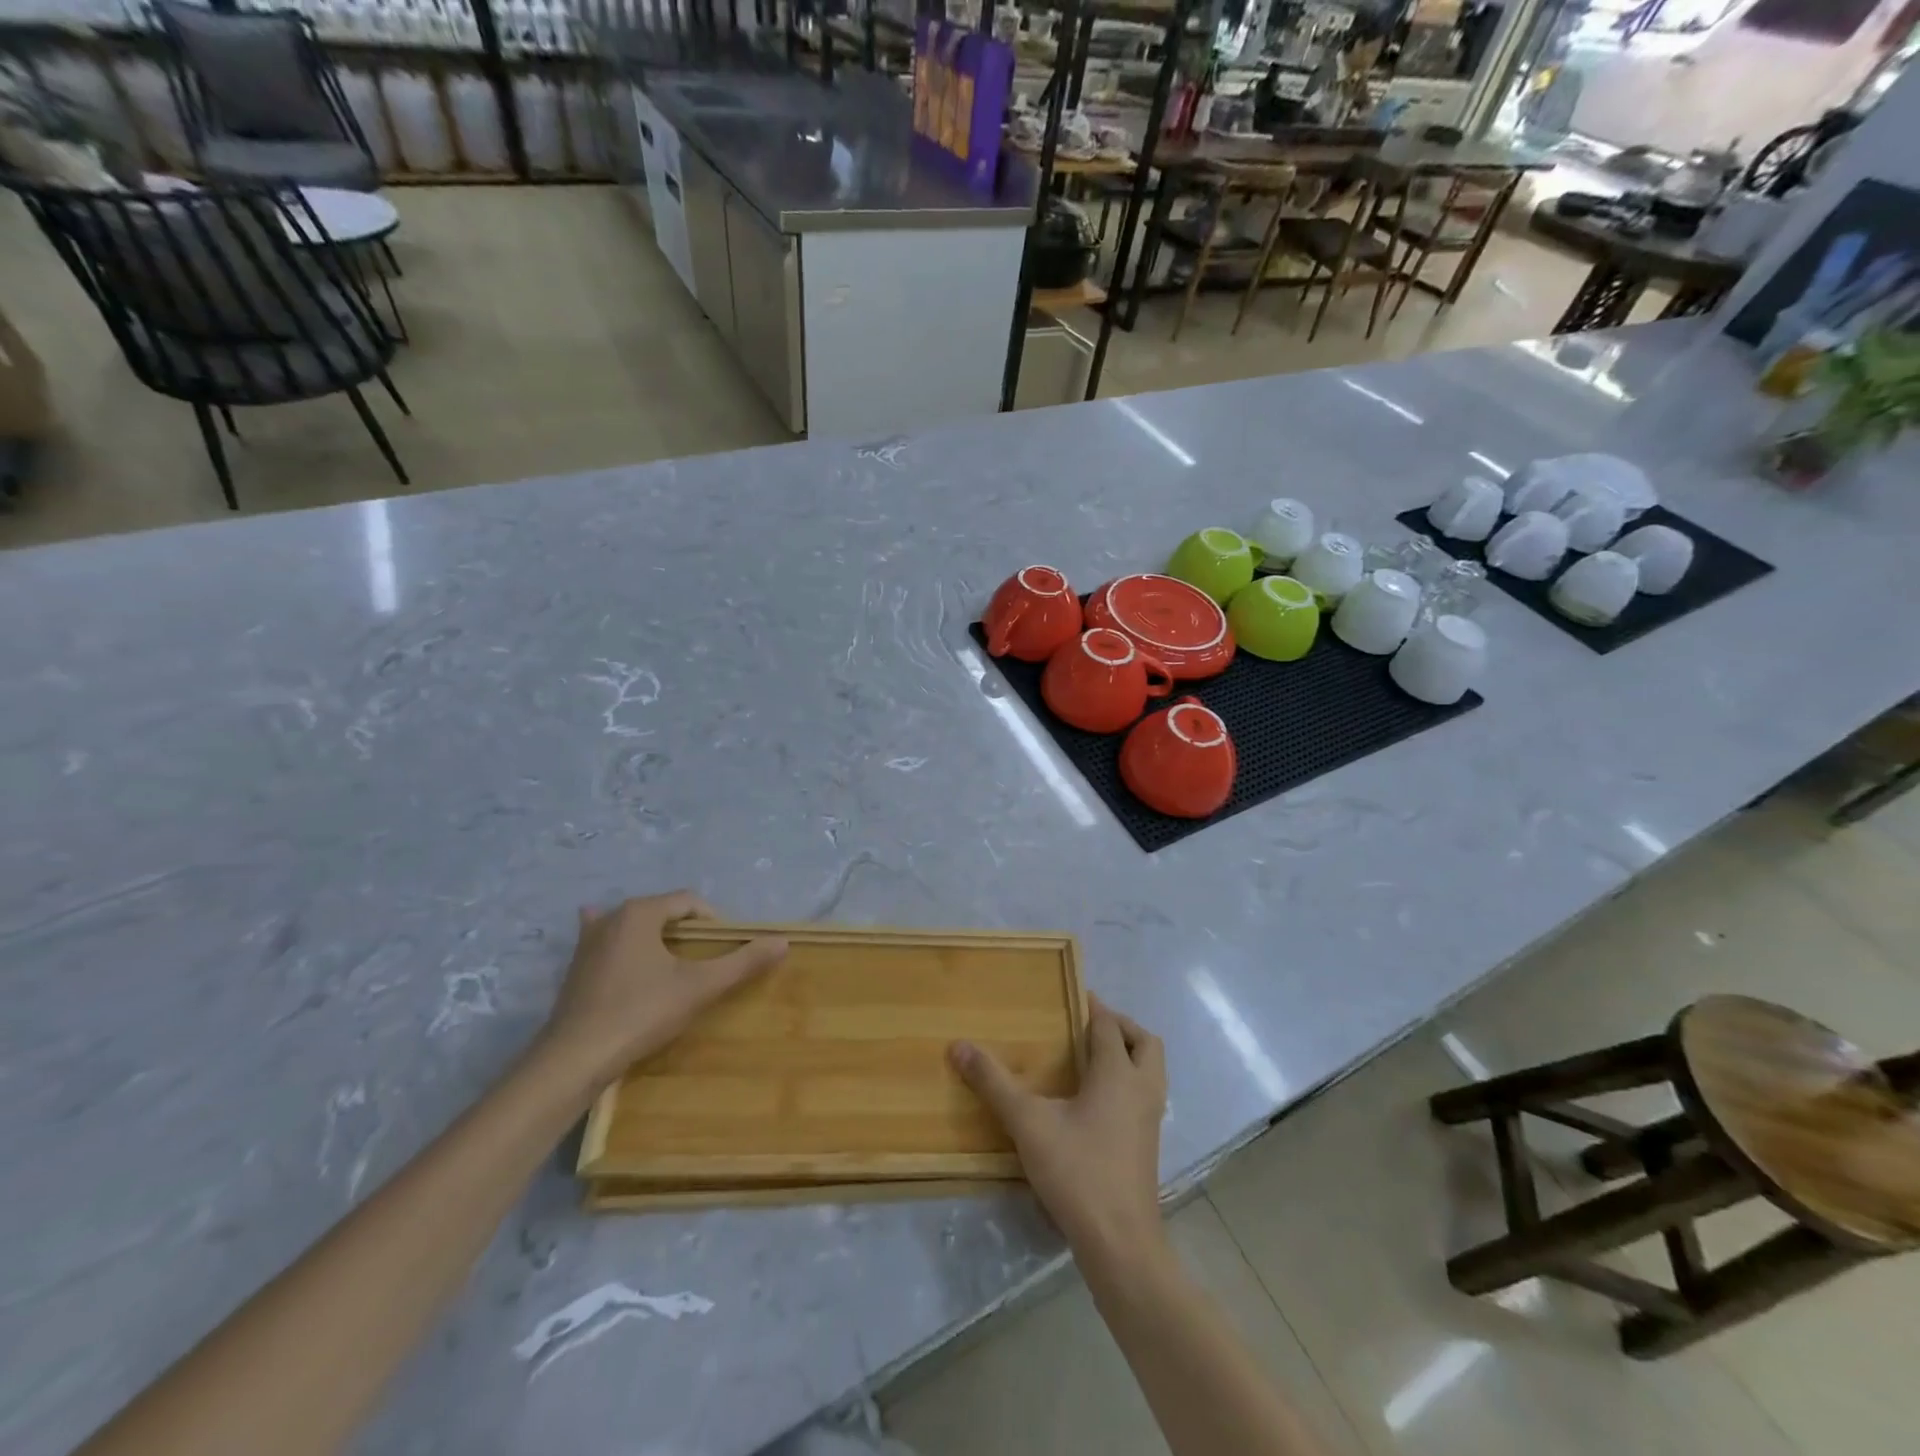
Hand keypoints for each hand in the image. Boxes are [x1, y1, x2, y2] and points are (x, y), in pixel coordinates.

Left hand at [539, 892, 786, 1086]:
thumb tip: (783, 942)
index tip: (726, 951)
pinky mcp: (576, 967)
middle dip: (687, 930)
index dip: (714, 922)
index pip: (689, 902)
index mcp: (640, 912)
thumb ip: (742, 962)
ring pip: (633, 926)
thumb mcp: (700, 987)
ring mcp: (588, 942)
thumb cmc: (641, 1013)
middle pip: (662, 911)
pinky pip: (606, 942)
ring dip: (656, 937)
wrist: (575, 1059)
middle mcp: (611, 917)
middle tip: (705, 961)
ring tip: (674, 961)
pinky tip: (618, 947)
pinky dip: (620, 942)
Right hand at [951, 997, 1167, 1266]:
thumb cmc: (1078, 1171)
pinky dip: (1129, 1082)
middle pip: (1145, 1041)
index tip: (1071, 995)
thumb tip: (959, 1045)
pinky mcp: (1149, 1145)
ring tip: (1092, 1059)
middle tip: (1088, 1025)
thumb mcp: (1028, 1123)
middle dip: (1121, 1026)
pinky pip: (1146, 1095)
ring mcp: (1151, 1119)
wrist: (1120, 1243)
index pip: (1108, 1025)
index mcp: (1117, 1073)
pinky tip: (1098, 1102)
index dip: (1092, 1006)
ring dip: (1130, 1054)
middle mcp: (1142, 1089)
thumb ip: (994, 1083)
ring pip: (1151, 1070)